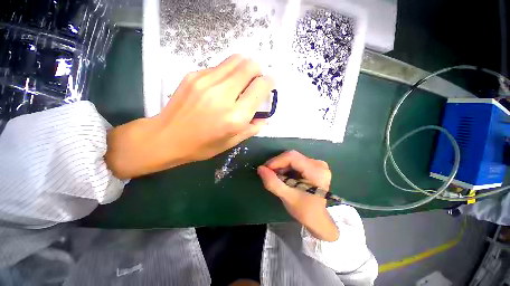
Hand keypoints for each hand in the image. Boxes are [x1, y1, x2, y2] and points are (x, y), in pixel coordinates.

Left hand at [106, 55, 273, 178]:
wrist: (166, 137)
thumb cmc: (202, 146)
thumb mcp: (231, 142)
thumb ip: (251, 129)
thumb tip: (264, 119)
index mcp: (235, 116)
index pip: (260, 86)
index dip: (269, 82)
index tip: (269, 85)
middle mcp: (223, 95)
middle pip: (249, 66)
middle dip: (258, 71)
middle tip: (255, 82)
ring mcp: (206, 81)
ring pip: (235, 60)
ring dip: (244, 67)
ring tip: (240, 81)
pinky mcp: (193, 75)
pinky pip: (219, 66)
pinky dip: (227, 72)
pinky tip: (221, 86)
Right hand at [257, 150, 338, 241]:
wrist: (317, 218)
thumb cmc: (304, 210)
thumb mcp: (287, 197)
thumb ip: (272, 183)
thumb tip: (260, 168)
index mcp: (316, 171)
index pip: (292, 157)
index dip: (276, 161)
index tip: (265, 169)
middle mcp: (319, 164)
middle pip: (292, 156)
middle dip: (278, 164)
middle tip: (268, 173)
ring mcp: (317, 164)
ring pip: (293, 158)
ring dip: (281, 166)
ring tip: (275, 176)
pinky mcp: (314, 166)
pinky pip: (296, 161)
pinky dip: (286, 167)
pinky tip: (283, 176)